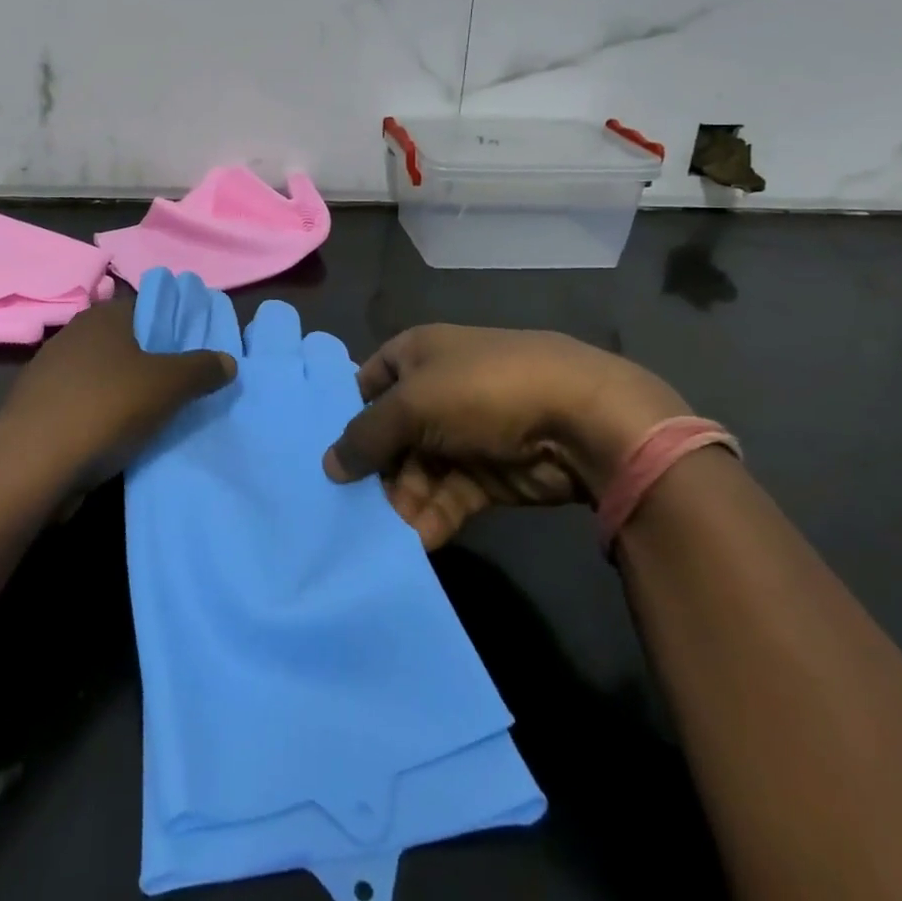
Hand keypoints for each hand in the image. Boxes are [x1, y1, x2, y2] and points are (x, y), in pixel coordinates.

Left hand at [0, 297, 235, 490]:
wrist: (31, 463)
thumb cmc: (106, 407)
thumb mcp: (169, 385)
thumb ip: (202, 369)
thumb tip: (228, 360)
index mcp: (103, 317)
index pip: (146, 308)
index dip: (172, 327)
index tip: (193, 351)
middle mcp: (73, 335)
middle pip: (124, 343)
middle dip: (149, 362)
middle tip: (179, 386)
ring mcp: (49, 373)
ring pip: (100, 376)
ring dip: (122, 393)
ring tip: (151, 417)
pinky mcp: (36, 409)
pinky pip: (80, 405)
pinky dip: (98, 417)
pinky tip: (114, 439)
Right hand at [323, 325, 692, 548]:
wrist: (581, 418)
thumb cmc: (482, 389)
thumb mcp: (413, 402)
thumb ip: (366, 434)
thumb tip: (329, 465)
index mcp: (416, 355)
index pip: (365, 383)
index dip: (344, 415)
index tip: (320, 456)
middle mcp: (434, 392)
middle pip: (389, 435)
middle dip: (371, 471)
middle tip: (343, 510)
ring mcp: (461, 435)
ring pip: (415, 472)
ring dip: (398, 502)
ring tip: (374, 536)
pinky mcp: (486, 476)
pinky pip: (445, 498)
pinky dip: (428, 519)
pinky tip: (410, 545)